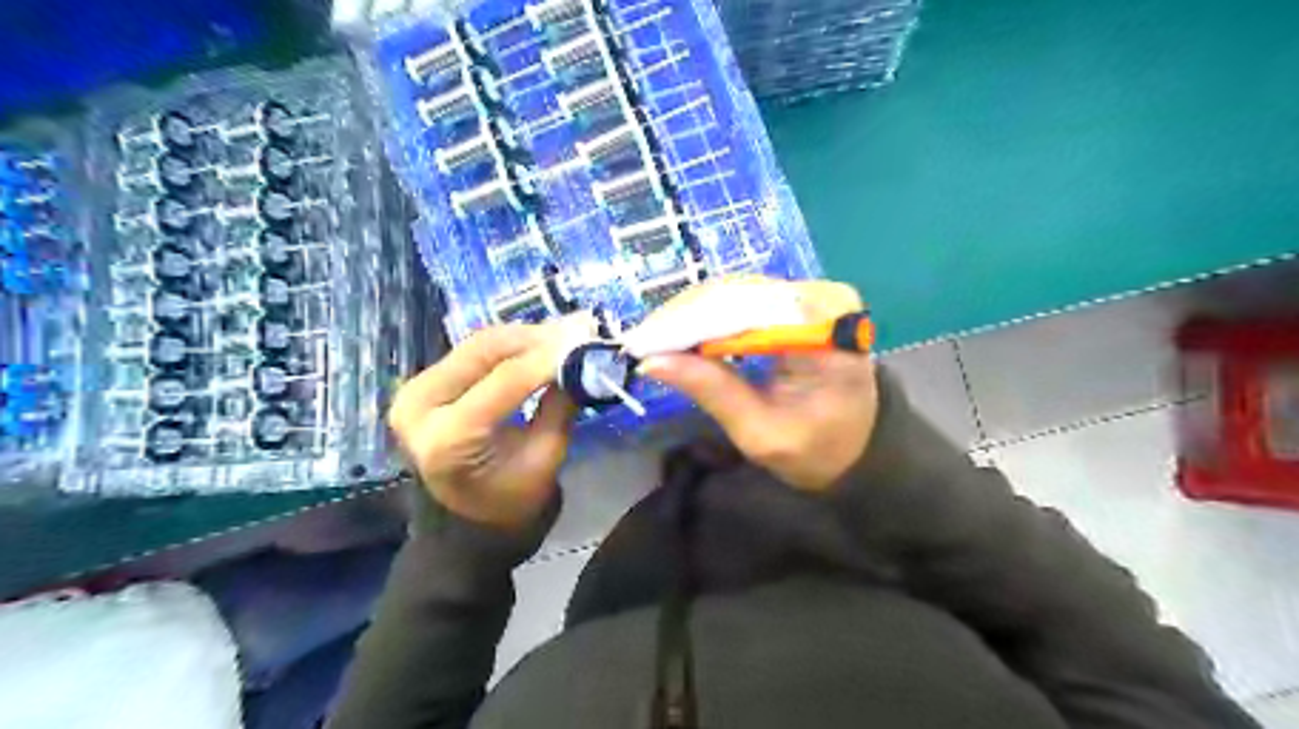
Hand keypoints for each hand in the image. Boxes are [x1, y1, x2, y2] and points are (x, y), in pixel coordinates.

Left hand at [388, 319, 586, 529]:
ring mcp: (414, 392)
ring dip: (524, 336)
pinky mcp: (422, 385)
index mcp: (449, 438)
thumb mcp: (546, 457)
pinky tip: (539, 343)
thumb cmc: (512, 502)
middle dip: (536, 337)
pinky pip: (472, 354)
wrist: (467, 526)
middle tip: (578, 329)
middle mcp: (420, 407)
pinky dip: (509, 346)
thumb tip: (583, 359)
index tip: (588, 340)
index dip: (550, 357)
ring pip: (478, 345)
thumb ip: (561, 405)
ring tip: (564, 333)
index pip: (506, 380)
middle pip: (484, 350)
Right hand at [638, 277, 876, 490]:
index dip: (689, 324)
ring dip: (690, 316)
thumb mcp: (761, 432)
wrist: (857, 447)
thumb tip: (650, 361)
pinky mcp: (798, 301)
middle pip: (738, 294)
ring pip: (734, 292)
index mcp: (827, 328)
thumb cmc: (817, 450)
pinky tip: (680, 335)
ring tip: (652, 341)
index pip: (746, 310)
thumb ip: (712, 391)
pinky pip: (742, 300)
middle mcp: (823, 297)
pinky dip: (707, 318)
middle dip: (683, 319)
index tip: (642, 344)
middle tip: (638, 343)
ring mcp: (811, 294)